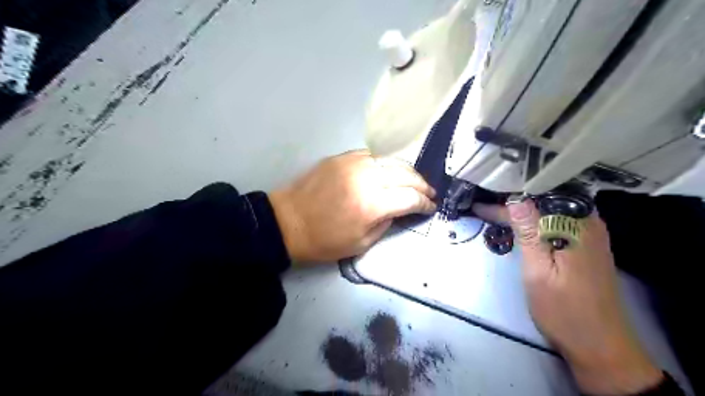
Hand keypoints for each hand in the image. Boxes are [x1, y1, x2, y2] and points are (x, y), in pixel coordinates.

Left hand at [270, 150, 434, 264]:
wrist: (288, 221)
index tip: (431, 207)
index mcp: (371, 204)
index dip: (424, 203)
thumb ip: (386, 223)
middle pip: (405, 174)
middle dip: (421, 184)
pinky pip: (373, 155)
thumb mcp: (361, 244)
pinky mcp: (341, 157)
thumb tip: (399, 208)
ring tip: (414, 180)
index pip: (410, 197)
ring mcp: (352, 163)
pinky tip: (390, 170)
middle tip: (429, 192)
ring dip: (407, 170)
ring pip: (391, 160)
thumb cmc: (324, 241)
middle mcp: (365, 178)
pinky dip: (386, 162)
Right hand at [470, 201, 664, 394]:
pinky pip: (560, 220)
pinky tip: (523, 224)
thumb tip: (516, 200)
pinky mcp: (588, 245)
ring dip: (527, 208)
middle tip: (487, 203)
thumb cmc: (564, 311)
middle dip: (517, 199)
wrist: (601, 346)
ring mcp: (591, 234)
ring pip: (553, 209)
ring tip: (499, 210)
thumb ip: (529, 234)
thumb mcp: (539, 272)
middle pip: (548, 199)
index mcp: (577, 227)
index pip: (535, 202)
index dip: (505, 204)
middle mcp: (589, 223)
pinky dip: (538, 219)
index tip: (479, 206)